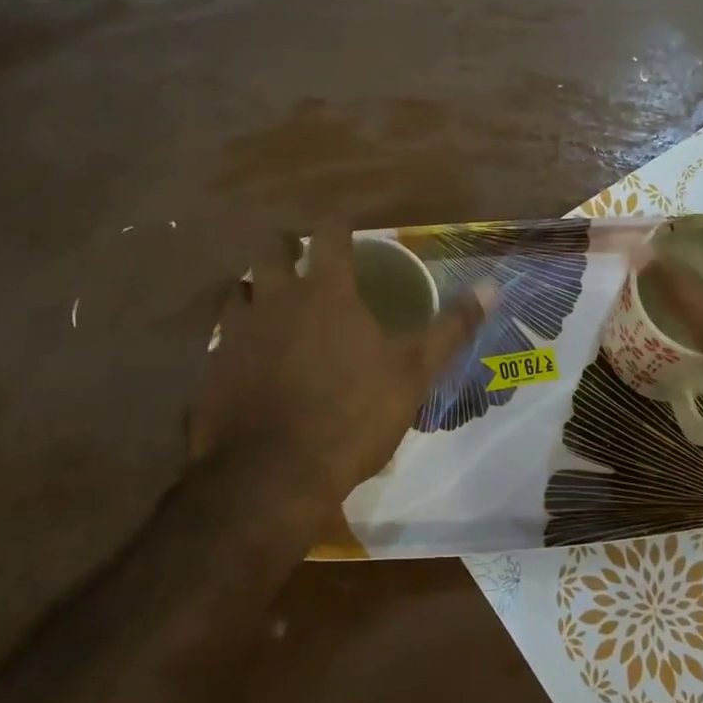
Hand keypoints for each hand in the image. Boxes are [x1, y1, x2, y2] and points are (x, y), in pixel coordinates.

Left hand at [188, 228, 485, 510]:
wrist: (271, 477)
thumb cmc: (351, 416)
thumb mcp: (413, 373)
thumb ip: (451, 327)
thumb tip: (492, 285)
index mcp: (326, 294)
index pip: (329, 236)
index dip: (338, 226)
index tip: (346, 229)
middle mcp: (275, 300)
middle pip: (269, 249)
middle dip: (284, 245)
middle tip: (300, 257)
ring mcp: (235, 333)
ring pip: (236, 289)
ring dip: (253, 287)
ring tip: (269, 301)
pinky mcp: (210, 369)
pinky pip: (218, 337)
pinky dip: (233, 336)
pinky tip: (245, 357)